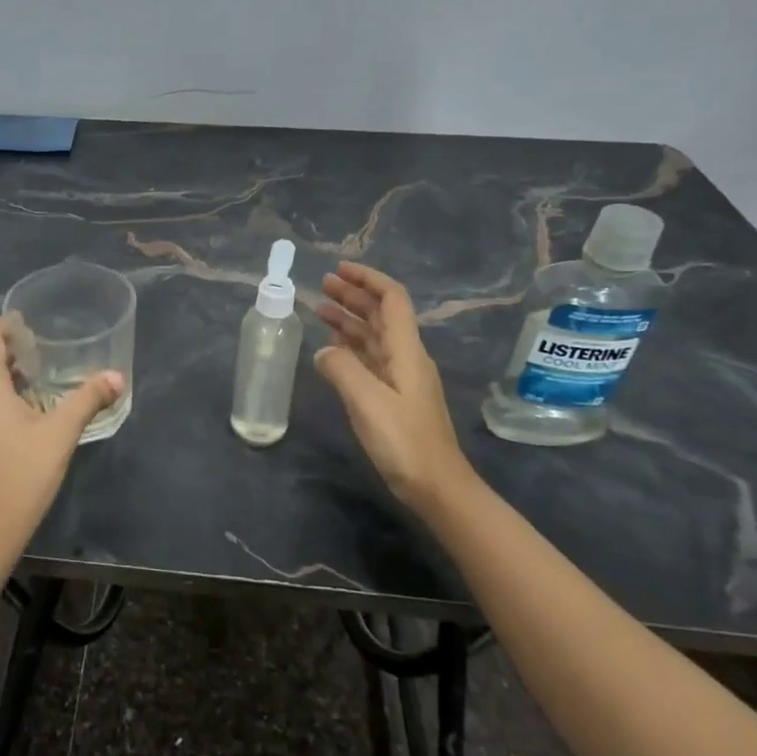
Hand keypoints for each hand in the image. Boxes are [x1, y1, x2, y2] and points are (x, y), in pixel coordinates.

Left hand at [0, 316, 122, 564]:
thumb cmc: (23, 473)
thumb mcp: (60, 433)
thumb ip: (87, 400)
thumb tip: (116, 376)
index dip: (5, 327)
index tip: (25, 318)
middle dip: (8, 350)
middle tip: (39, 344)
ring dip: (3, 375)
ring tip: (36, 372)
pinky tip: (24, 408)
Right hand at [314, 262, 473, 514]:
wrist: (436, 486)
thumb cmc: (404, 441)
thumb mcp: (367, 401)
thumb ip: (341, 369)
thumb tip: (323, 351)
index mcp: (406, 351)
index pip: (391, 300)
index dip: (367, 279)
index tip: (339, 269)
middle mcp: (406, 357)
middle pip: (381, 315)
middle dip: (354, 296)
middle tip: (322, 286)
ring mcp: (401, 378)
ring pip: (373, 337)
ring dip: (349, 320)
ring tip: (320, 309)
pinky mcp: (394, 397)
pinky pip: (370, 359)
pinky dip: (350, 346)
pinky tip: (332, 348)